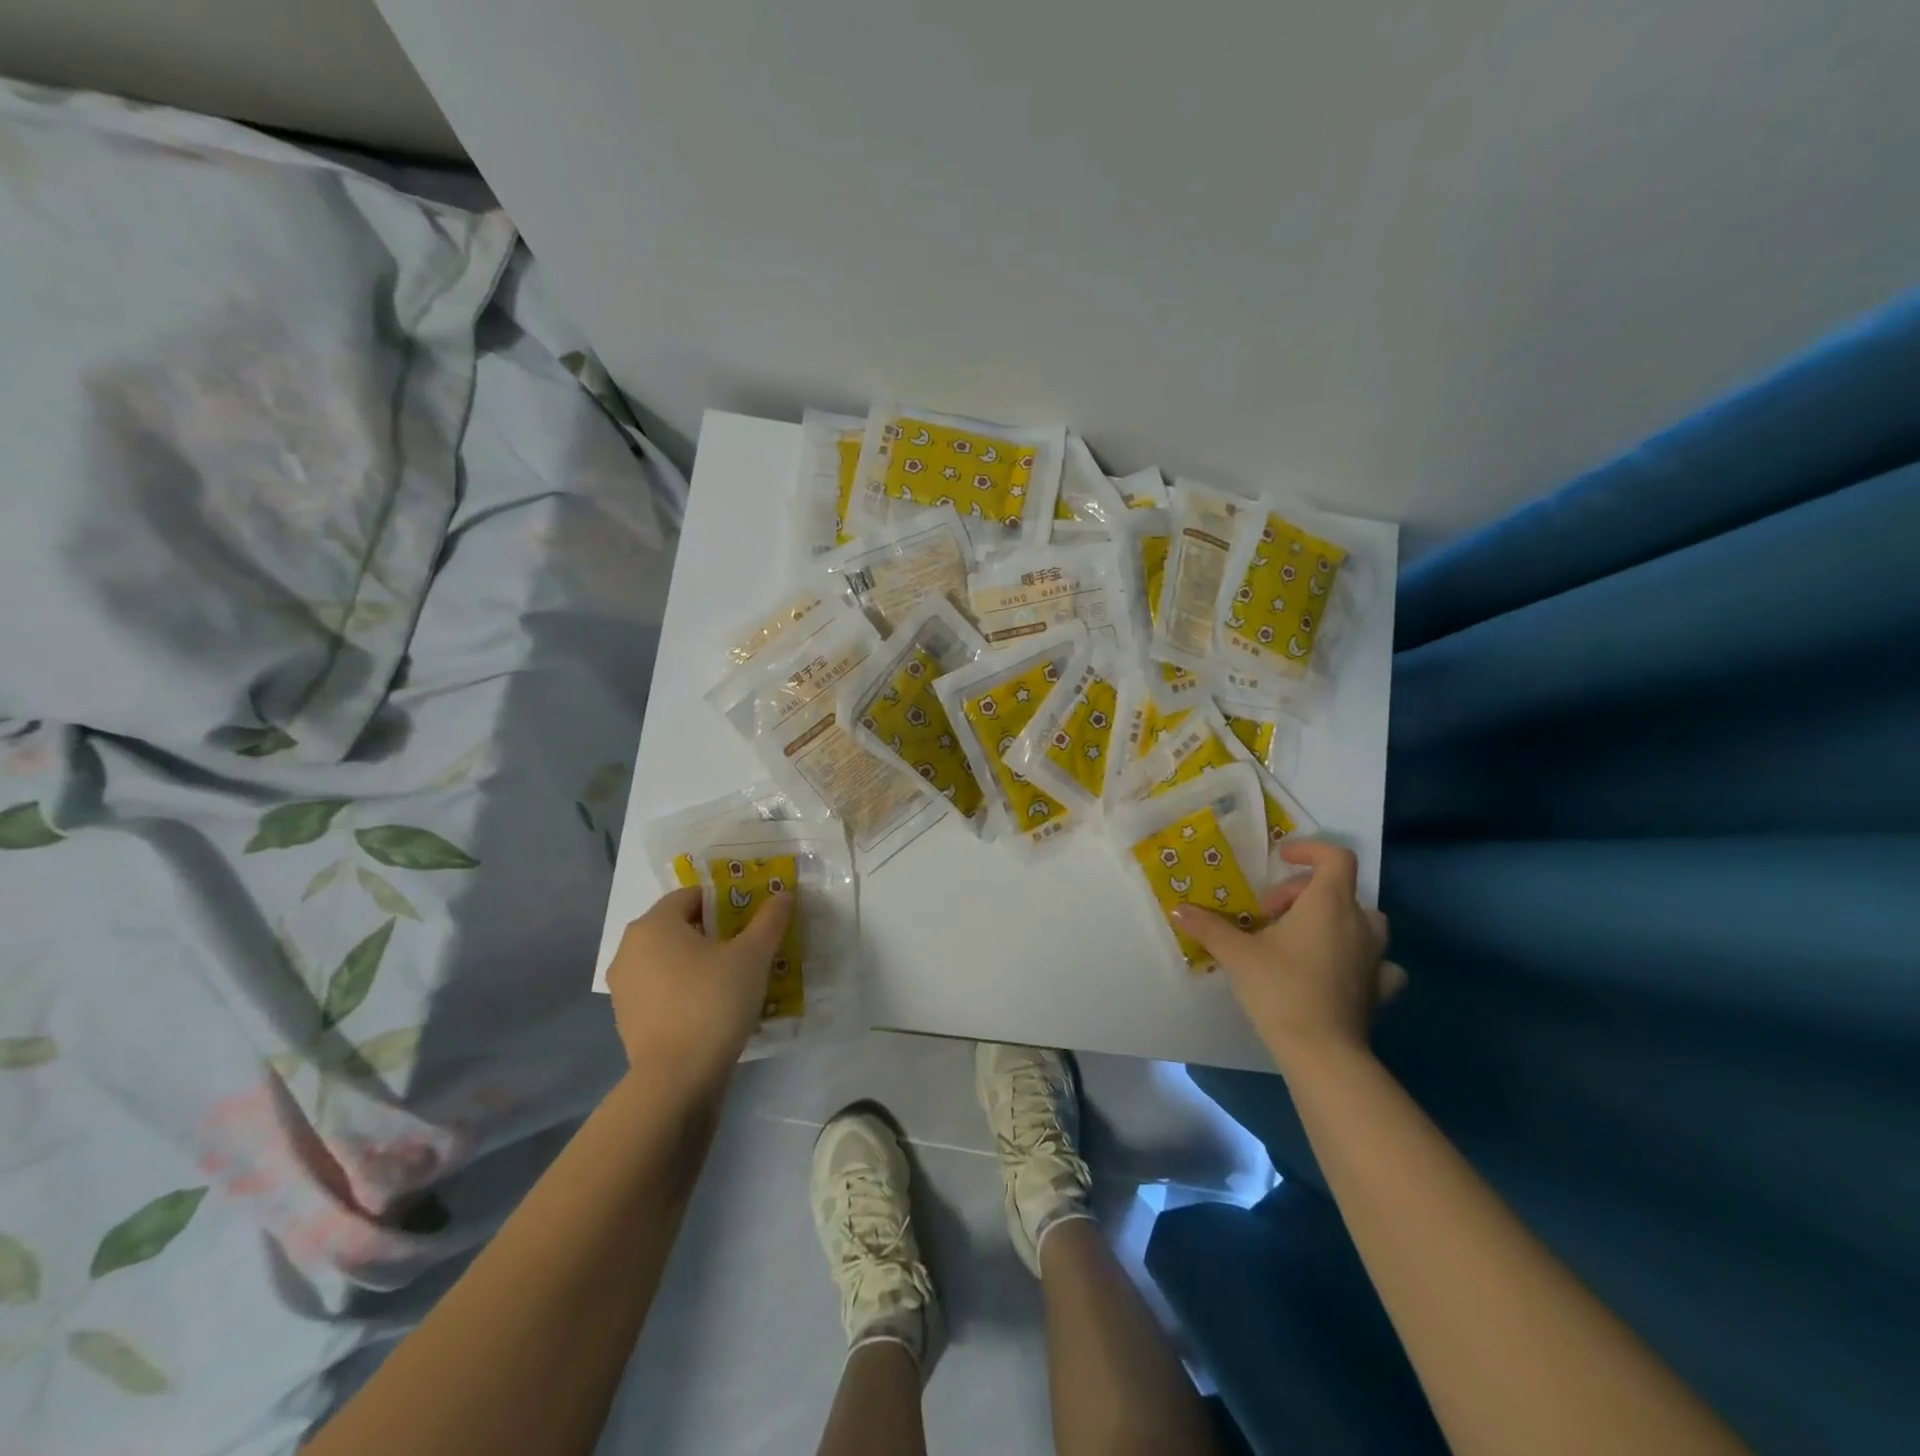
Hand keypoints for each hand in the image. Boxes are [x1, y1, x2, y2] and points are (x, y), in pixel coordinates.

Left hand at [605, 886, 793, 1096]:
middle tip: (748, 945)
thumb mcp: (752, 956)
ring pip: (669, 959)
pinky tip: (712, 1005)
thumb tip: (784, 894)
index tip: (751, 917)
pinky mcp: (627, 1018)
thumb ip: (769, 920)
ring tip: (735, 977)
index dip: (725, 901)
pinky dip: (684, 988)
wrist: (676, 1079)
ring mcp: (624, 986)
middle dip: (714, 931)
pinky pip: (662, 989)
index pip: (692, 895)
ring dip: (699, 961)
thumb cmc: (713, 1002)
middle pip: (679, 926)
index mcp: (654, 925)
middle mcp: (630, 949)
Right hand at [1172, 841, 1403, 1076]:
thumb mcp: (1236, 953)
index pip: (1336, 858)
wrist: (1321, 1051)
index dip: (1310, 850)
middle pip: (1339, 889)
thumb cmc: (1280, 988)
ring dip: (1335, 920)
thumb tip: (1178, 909)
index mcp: (1328, 903)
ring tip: (1302, 938)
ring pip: (1363, 922)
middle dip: (1302, 894)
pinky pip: (1377, 962)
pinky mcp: (1379, 989)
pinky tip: (1341, 970)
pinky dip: (1360, 958)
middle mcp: (1359, 923)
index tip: (1281, 859)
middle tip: (1268, 915)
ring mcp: (1375, 957)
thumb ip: (1209, 927)